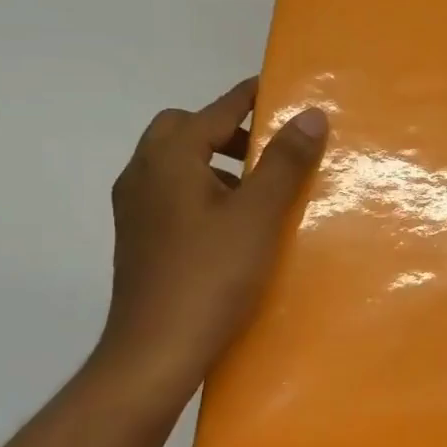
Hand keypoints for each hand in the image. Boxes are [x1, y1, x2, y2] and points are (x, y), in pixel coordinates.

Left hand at [91, 78, 326, 394]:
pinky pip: (172, 194)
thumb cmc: (210, 277)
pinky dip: (202, 190)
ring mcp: (135, 210)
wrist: (154, 354)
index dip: (251, 97)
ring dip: (214, 162)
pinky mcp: (139, 240)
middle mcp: (142, 174)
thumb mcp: (258, 215)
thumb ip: (283, 161)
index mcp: (168, 159)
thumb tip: (310, 114)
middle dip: (226, 129)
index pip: (215, 109)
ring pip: (175, 164)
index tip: (283, 91)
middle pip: (184, 130)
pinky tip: (233, 224)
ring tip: (258, 188)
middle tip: (267, 148)